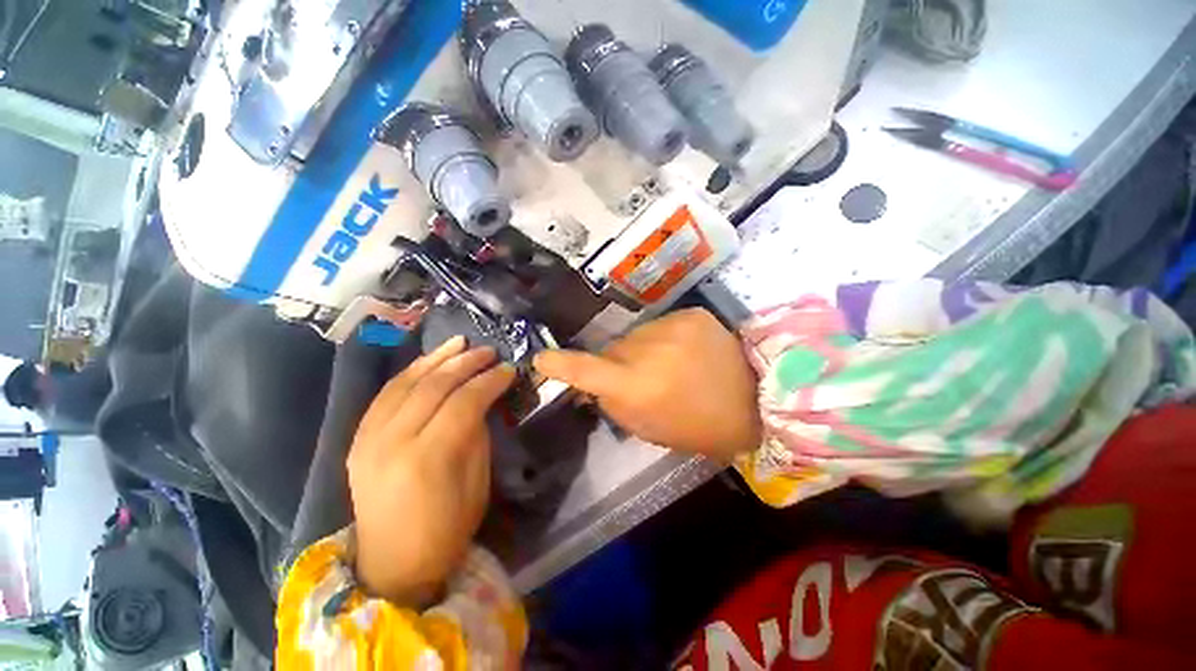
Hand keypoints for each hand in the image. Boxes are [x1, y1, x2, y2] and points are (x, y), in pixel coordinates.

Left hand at [347, 337, 515, 605]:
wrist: (390, 565)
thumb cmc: (446, 530)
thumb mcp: (477, 483)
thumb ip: (478, 435)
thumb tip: (484, 400)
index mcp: (428, 458)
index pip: (464, 401)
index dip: (490, 381)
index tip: (509, 369)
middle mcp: (392, 441)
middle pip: (434, 386)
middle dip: (466, 363)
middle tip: (489, 351)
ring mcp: (368, 439)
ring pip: (405, 383)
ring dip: (436, 359)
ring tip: (460, 343)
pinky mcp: (357, 440)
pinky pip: (385, 395)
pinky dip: (410, 373)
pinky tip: (429, 362)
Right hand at [534, 308, 760, 459]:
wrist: (755, 401)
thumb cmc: (698, 427)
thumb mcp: (649, 428)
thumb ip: (614, 403)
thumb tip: (593, 382)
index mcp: (639, 387)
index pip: (587, 370)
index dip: (561, 364)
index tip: (542, 359)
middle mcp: (650, 351)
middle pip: (613, 349)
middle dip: (617, 363)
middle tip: (640, 377)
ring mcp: (673, 327)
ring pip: (636, 335)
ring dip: (641, 349)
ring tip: (668, 364)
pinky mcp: (692, 314)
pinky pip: (661, 325)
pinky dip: (665, 339)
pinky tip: (685, 352)